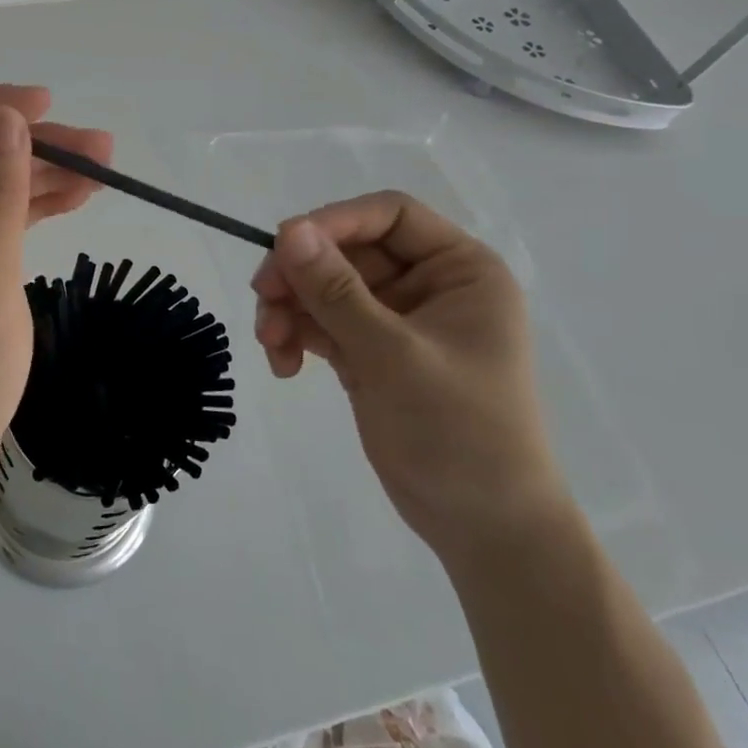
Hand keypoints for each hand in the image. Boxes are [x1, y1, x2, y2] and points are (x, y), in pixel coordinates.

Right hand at [250, 192, 573, 570]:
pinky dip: (297, 336)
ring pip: (325, 286)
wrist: (484, 531)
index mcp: (460, 270)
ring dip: (291, 308)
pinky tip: (283, 366)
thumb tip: (289, 230)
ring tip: (271, 344)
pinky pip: (322, 323)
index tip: (283, 245)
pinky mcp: (371, 352)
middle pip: (346, 251)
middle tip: (263, 299)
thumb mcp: (393, 355)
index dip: (335, 221)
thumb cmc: (460, 434)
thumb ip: (337, 290)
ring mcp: (396, 320)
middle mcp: (428, 285)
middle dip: (301, 275)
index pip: (390, 215)